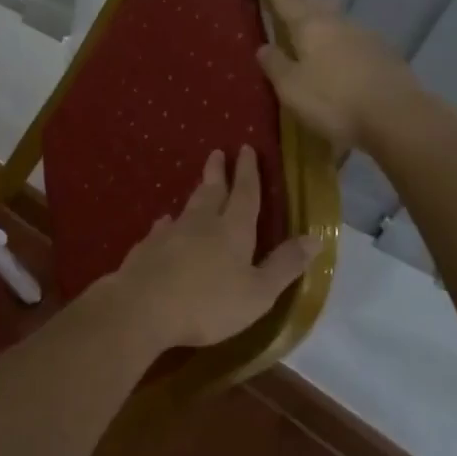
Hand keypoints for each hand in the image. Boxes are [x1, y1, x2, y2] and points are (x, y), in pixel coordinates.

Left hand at [99, 146, 318, 351]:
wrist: (142, 307)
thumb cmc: (208, 304)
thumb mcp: (258, 292)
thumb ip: (285, 265)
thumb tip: (315, 238)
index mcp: (233, 231)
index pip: (246, 194)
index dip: (249, 172)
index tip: (246, 148)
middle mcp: (201, 223)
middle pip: (212, 191)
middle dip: (218, 172)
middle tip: (218, 152)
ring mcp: (170, 233)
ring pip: (187, 207)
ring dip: (197, 193)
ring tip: (200, 184)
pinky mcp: (147, 248)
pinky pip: (162, 228)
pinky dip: (168, 222)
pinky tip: (165, 223)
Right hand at [257, 0, 429, 153]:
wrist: (396, 116)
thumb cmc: (334, 102)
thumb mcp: (292, 88)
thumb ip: (276, 66)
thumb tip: (263, 47)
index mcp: (309, 28)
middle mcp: (336, 24)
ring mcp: (363, 36)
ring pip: (337, 8)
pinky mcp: (382, 53)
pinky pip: (353, 31)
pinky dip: (341, 24)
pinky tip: (341, 34)